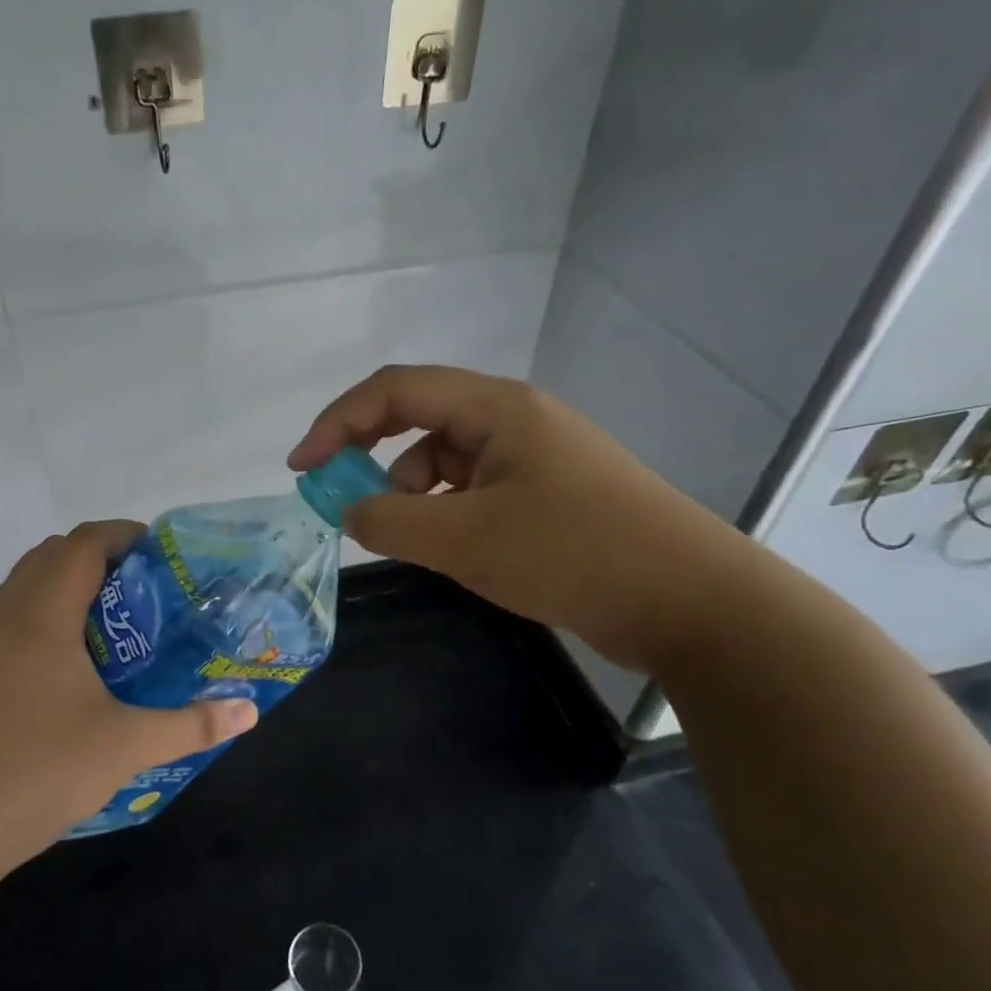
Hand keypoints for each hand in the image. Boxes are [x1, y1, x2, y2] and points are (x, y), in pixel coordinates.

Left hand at [0, 521, 257, 895]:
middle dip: (101, 558)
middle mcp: (6, 616)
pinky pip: (13, 617)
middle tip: (147, 589)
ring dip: (70, 585)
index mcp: (42, 615)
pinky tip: (75, 665)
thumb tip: (248, 711)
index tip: (163, 554)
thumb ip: (191, 725)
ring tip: (117, 622)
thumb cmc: (38, 773)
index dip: (124, 535)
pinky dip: (47, 615)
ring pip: (27, 585)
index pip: (83, 543)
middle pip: (53, 554)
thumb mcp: (126, 747)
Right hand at [288, 365, 751, 673]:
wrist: (689, 601)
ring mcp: (533, 458)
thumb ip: (391, 519)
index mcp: (496, 408)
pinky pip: (474, 492)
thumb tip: (347, 509)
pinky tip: (450, 549)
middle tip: (341, 499)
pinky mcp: (546, 497)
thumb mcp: (466, 538)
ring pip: (446, 461)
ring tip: (414, 539)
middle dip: (371, 455)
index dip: (338, 421)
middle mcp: (513, 420)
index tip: (301, 468)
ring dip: (413, 493)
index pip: (396, 390)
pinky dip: (446, 514)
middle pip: (419, 418)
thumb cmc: (573, 553)